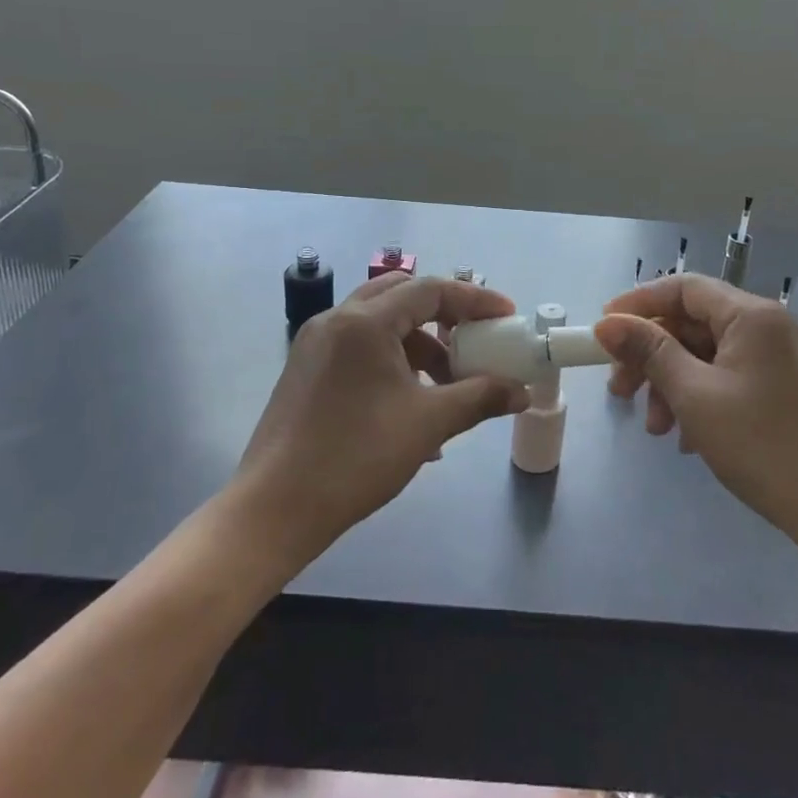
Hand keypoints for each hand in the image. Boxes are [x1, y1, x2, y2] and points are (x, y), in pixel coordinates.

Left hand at [234, 272, 529, 568]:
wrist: (276, 508)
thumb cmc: (357, 456)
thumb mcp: (428, 423)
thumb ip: (480, 397)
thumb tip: (521, 391)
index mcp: (365, 321)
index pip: (431, 290)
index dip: (475, 300)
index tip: (507, 317)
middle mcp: (337, 319)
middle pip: (402, 296)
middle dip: (444, 316)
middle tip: (473, 339)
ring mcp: (316, 344)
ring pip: (380, 325)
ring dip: (419, 346)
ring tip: (447, 388)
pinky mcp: (306, 369)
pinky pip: (360, 349)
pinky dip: (392, 363)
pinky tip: (411, 409)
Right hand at [594, 275, 797, 543]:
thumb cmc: (761, 444)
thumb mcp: (693, 395)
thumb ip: (649, 352)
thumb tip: (606, 324)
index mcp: (751, 315)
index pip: (683, 288)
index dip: (638, 303)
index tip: (603, 330)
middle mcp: (766, 325)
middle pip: (691, 323)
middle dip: (651, 355)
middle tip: (619, 389)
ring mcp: (776, 357)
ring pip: (705, 353)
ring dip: (670, 383)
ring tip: (655, 427)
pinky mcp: (779, 387)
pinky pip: (725, 376)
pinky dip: (697, 397)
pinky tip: (684, 437)